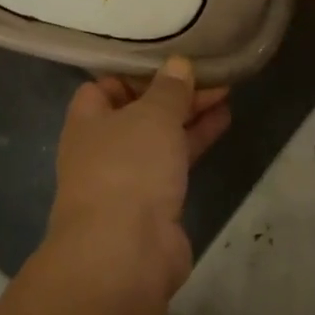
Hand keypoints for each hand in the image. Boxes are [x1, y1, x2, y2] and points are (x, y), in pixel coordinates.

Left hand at [48, 56, 230, 300]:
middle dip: (173, 93)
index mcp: (88, 121)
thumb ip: (169, 89)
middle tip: (211, 74)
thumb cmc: (129, 168)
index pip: (104, 87)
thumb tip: (178, 64)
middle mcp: (103, 148)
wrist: (125, 253)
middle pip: (139, 111)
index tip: (170, 61)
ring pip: (161, 137)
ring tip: (227, 92)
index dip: (135, 73)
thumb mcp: (153, 115)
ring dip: (190, 115)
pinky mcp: (153, 203)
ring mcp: (128, 178)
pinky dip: (196, 141)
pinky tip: (224, 121)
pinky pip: (176, 162)